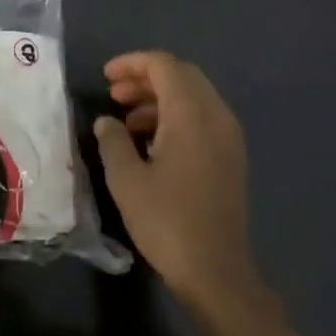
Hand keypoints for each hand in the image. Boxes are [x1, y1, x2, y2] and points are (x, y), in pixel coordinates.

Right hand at [95, 51, 262, 313]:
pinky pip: (202, 119)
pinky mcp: (230, 157)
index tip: (105, 77)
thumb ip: (112, 141)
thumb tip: (107, 122)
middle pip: (182, 76)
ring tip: (126, 119)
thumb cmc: (167, 221)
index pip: (164, 66)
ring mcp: (228, 137)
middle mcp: (216, 116)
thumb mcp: (126, 180)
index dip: (132, 64)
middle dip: (146, 78)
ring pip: (193, 97)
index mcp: (192, 114)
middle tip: (114, 93)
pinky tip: (150, 142)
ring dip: (159, 98)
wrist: (216, 271)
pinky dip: (175, 117)